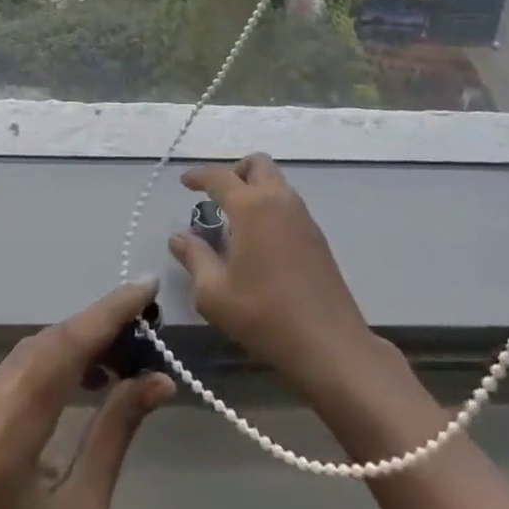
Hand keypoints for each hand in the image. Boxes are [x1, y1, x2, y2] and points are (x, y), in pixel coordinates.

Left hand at [0, 281, 175, 508]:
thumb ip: (115, 436)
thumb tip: (159, 380)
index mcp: (7, 431)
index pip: (66, 347)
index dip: (110, 311)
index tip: (149, 284)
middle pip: (50, 340)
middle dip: (102, 324)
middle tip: (150, 326)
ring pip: (36, 348)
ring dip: (81, 340)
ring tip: (129, 352)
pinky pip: (22, 367)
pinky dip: (59, 359)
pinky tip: (89, 375)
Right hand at [169, 154, 378, 396]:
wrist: (329, 345)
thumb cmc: (264, 314)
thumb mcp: (214, 293)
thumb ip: (194, 258)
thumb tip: (178, 238)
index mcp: (251, 206)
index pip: (220, 177)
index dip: (199, 176)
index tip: (185, 182)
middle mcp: (279, 200)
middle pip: (257, 164)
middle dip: (235, 171)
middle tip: (218, 196)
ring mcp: (303, 217)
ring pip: (276, 182)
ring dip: (255, 189)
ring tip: (237, 222)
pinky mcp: (317, 237)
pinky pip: (288, 204)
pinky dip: (270, 207)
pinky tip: (261, 242)